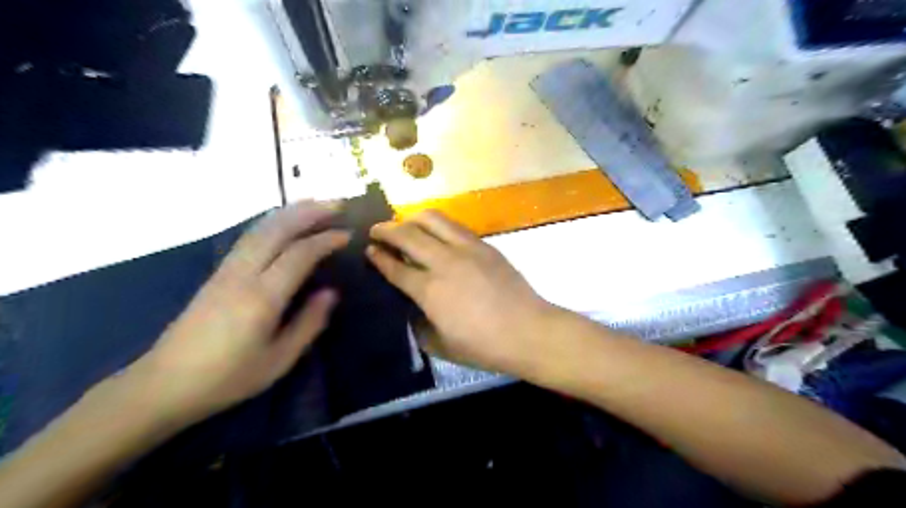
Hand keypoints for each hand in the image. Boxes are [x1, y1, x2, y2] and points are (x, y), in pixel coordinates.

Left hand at [122, 202, 344, 427]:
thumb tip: (331, 293)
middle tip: (337, 204)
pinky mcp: (217, 274)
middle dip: (309, 212)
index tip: (347, 234)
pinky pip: (249, 237)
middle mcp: (243, 275)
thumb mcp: (279, 360)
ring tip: (315, 203)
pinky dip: (271, 222)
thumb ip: (308, 323)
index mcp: (262, 297)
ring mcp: (226, 271)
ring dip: (289, 212)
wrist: (164, 384)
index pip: (299, 254)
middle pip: (277, 230)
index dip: (325, 240)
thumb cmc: (228, 378)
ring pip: (260, 229)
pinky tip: (282, 221)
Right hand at [365, 208, 552, 372]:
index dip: (378, 257)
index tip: (368, 249)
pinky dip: (437, 223)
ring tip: (404, 224)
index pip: (395, 266)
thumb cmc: (483, 346)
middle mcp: (443, 262)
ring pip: (432, 219)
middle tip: (376, 230)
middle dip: (386, 229)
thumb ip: (419, 323)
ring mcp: (466, 249)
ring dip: (412, 218)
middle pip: (407, 235)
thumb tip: (413, 306)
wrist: (528, 331)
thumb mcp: (440, 345)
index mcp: (429, 290)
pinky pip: (454, 225)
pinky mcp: (484, 245)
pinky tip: (435, 231)